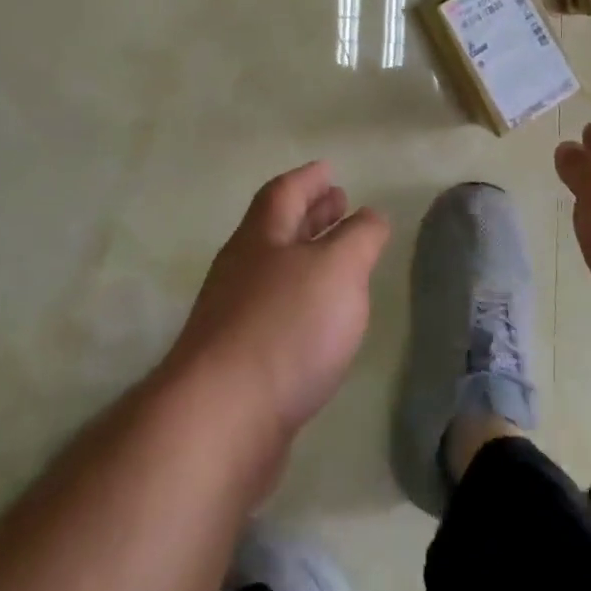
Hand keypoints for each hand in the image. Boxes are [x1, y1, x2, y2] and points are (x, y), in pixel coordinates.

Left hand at [167, 162, 389, 444]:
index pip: (285, 192)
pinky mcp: (238, 362)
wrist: (220, 422)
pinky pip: (275, 312)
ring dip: (307, 257)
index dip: (309, 178)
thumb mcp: (338, 268)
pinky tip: (320, 319)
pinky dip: (302, 301)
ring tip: (338, 259)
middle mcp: (242, 269)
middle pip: (277, 229)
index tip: (329, 169)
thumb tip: (370, 215)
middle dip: (310, 214)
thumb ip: (360, 237)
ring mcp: (234, 316)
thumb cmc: (285, 327)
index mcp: (261, 237)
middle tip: (340, 203)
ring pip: (277, 271)